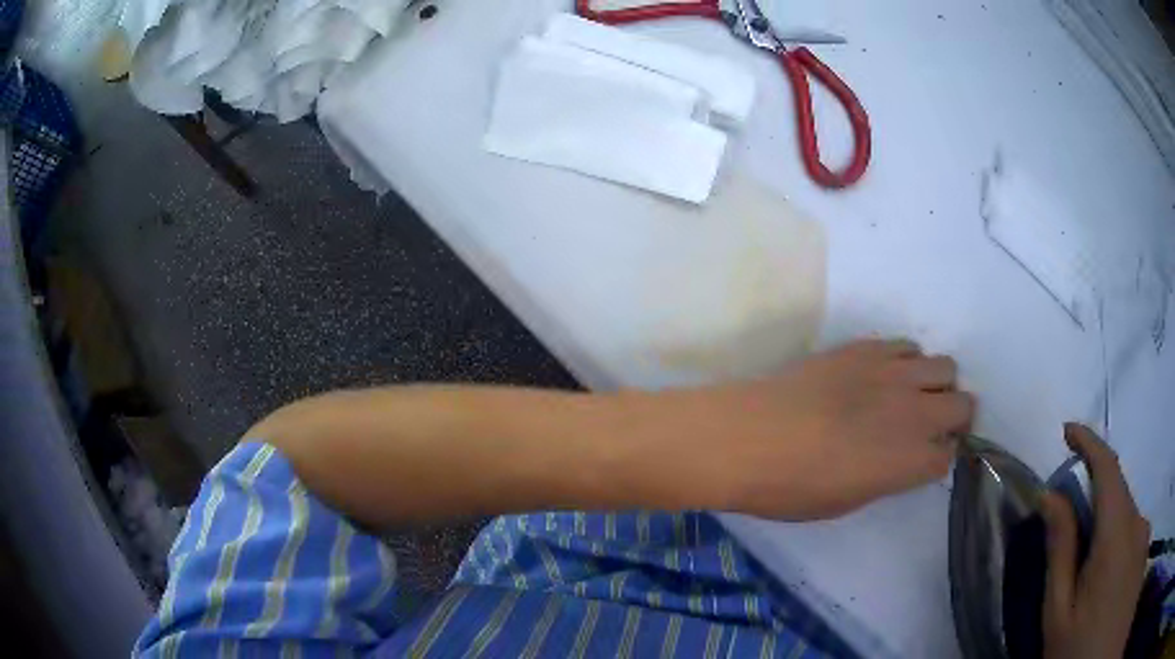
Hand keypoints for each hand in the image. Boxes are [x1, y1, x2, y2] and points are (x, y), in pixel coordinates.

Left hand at [654, 339, 973, 518]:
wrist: (747, 437)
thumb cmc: (791, 487)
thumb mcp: (846, 501)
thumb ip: (887, 476)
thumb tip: (900, 460)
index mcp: (911, 460)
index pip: (949, 455)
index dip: (939, 459)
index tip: (925, 460)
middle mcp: (915, 412)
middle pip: (963, 405)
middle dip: (953, 418)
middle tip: (929, 427)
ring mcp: (893, 373)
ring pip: (944, 366)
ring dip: (935, 384)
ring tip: (908, 397)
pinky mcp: (866, 348)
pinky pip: (906, 346)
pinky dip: (906, 361)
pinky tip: (881, 375)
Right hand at [1040, 424, 1150, 658]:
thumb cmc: (1076, 649)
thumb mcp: (1059, 613)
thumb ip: (1060, 552)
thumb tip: (1051, 496)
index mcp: (1117, 534)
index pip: (1108, 468)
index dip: (1089, 442)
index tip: (1067, 431)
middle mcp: (1139, 525)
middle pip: (1119, 496)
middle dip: (1096, 499)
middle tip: (1070, 533)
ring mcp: (1146, 540)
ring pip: (1129, 518)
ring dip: (1110, 527)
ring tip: (1090, 574)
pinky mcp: (1145, 555)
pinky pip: (1136, 536)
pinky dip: (1121, 544)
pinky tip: (1109, 585)